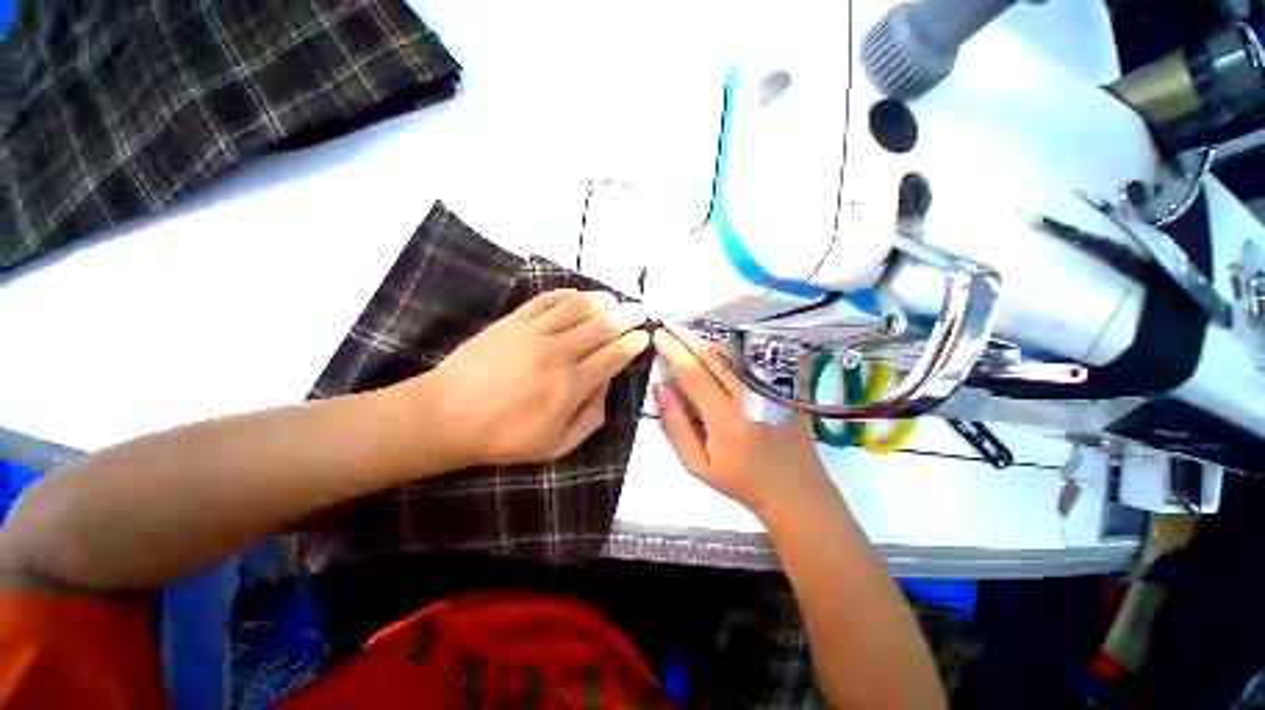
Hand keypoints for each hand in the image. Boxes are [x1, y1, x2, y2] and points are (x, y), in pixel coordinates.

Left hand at [401, 289, 649, 467]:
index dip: (632, 343)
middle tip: (641, 310)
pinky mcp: (513, 322)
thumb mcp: (556, 446)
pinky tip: (578, 294)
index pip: (613, 356)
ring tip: (615, 299)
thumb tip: (606, 386)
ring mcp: (534, 333)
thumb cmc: (504, 437)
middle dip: (627, 317)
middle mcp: (559, 353)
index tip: (644, 335)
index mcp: (571, 385)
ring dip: (601, 301)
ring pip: (577, 308)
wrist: (446, 416)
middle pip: (601, 327)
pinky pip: (545, 300)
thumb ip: (590, 418)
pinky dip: (566, 294)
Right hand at [652, 327, 831, 519]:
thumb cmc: (741, 482)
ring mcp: (772, 388)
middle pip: (713, 354)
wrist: (795, 492)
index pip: (691, 372)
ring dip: (708, 339)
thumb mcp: (697, 465)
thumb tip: (660, 387)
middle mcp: (749, 396)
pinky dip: (740, 346)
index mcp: (724, 417)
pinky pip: (762, 357)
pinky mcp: (787, 387)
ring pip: (735, 352)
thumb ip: (676, 426)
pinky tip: (726, 342)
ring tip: (688, 334)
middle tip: (668, 324)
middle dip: (686, 335)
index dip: (672, 350)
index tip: (657, 335)